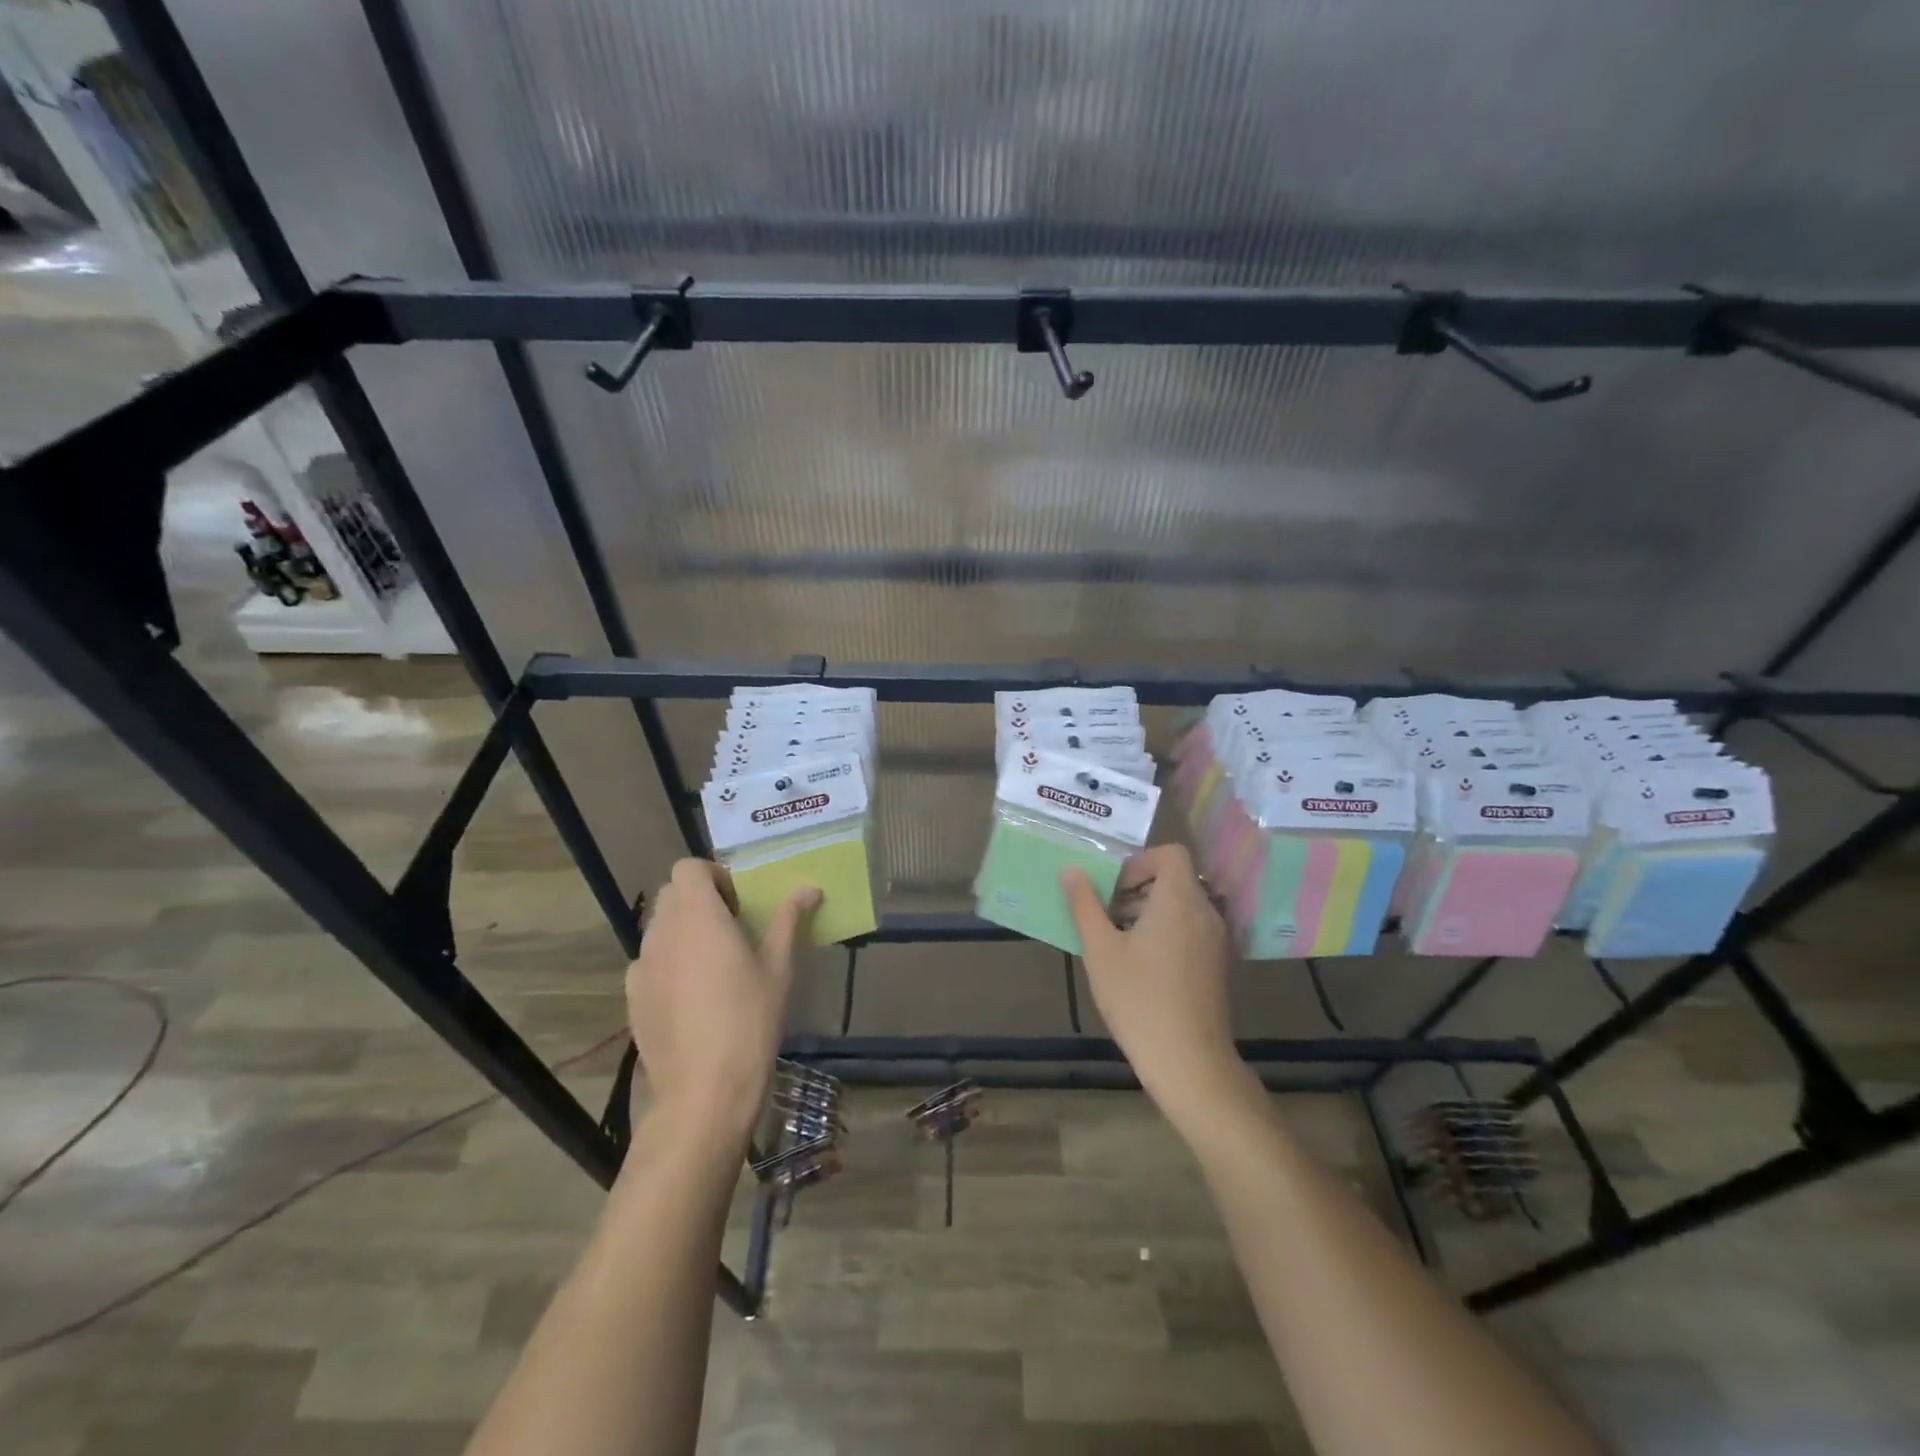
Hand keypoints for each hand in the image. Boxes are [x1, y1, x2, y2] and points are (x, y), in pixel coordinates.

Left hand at [626, 859, 819, 1145]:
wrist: (704, 1091)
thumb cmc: (749, 1020)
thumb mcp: (778, 967)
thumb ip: (789, 920)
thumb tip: (810, 888)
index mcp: (698, 916)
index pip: (688, 868)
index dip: (713, 875)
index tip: (738, 900)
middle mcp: (662, 932)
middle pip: (671, 894)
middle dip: (700, 899)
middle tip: (732, 926)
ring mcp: (641, 966)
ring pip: (659, 927)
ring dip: (683, 929)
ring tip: (714, 962)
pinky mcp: (632, 997)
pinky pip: (649, 961)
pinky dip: (668, 961)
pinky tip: (692, 994)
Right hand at [1061, 845, 1249, 1126]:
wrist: (1189, 1062)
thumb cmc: (1139, 999)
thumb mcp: (1100, 949)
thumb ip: (1084, 904)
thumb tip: (1071, 869)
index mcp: (1180, 899)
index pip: (1171, 854)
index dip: (1139, 863)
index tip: (1113, 890)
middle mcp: (1206, 912)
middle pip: (1175, 879)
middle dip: (1138, 889)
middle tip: (1106, 915)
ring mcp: (1217, 940)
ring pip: (1182, 906)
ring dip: (1150, 911)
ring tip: (1117, 942)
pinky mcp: (1218, 964)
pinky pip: (1191, 929)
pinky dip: (1167, 932)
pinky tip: (1141, 966)